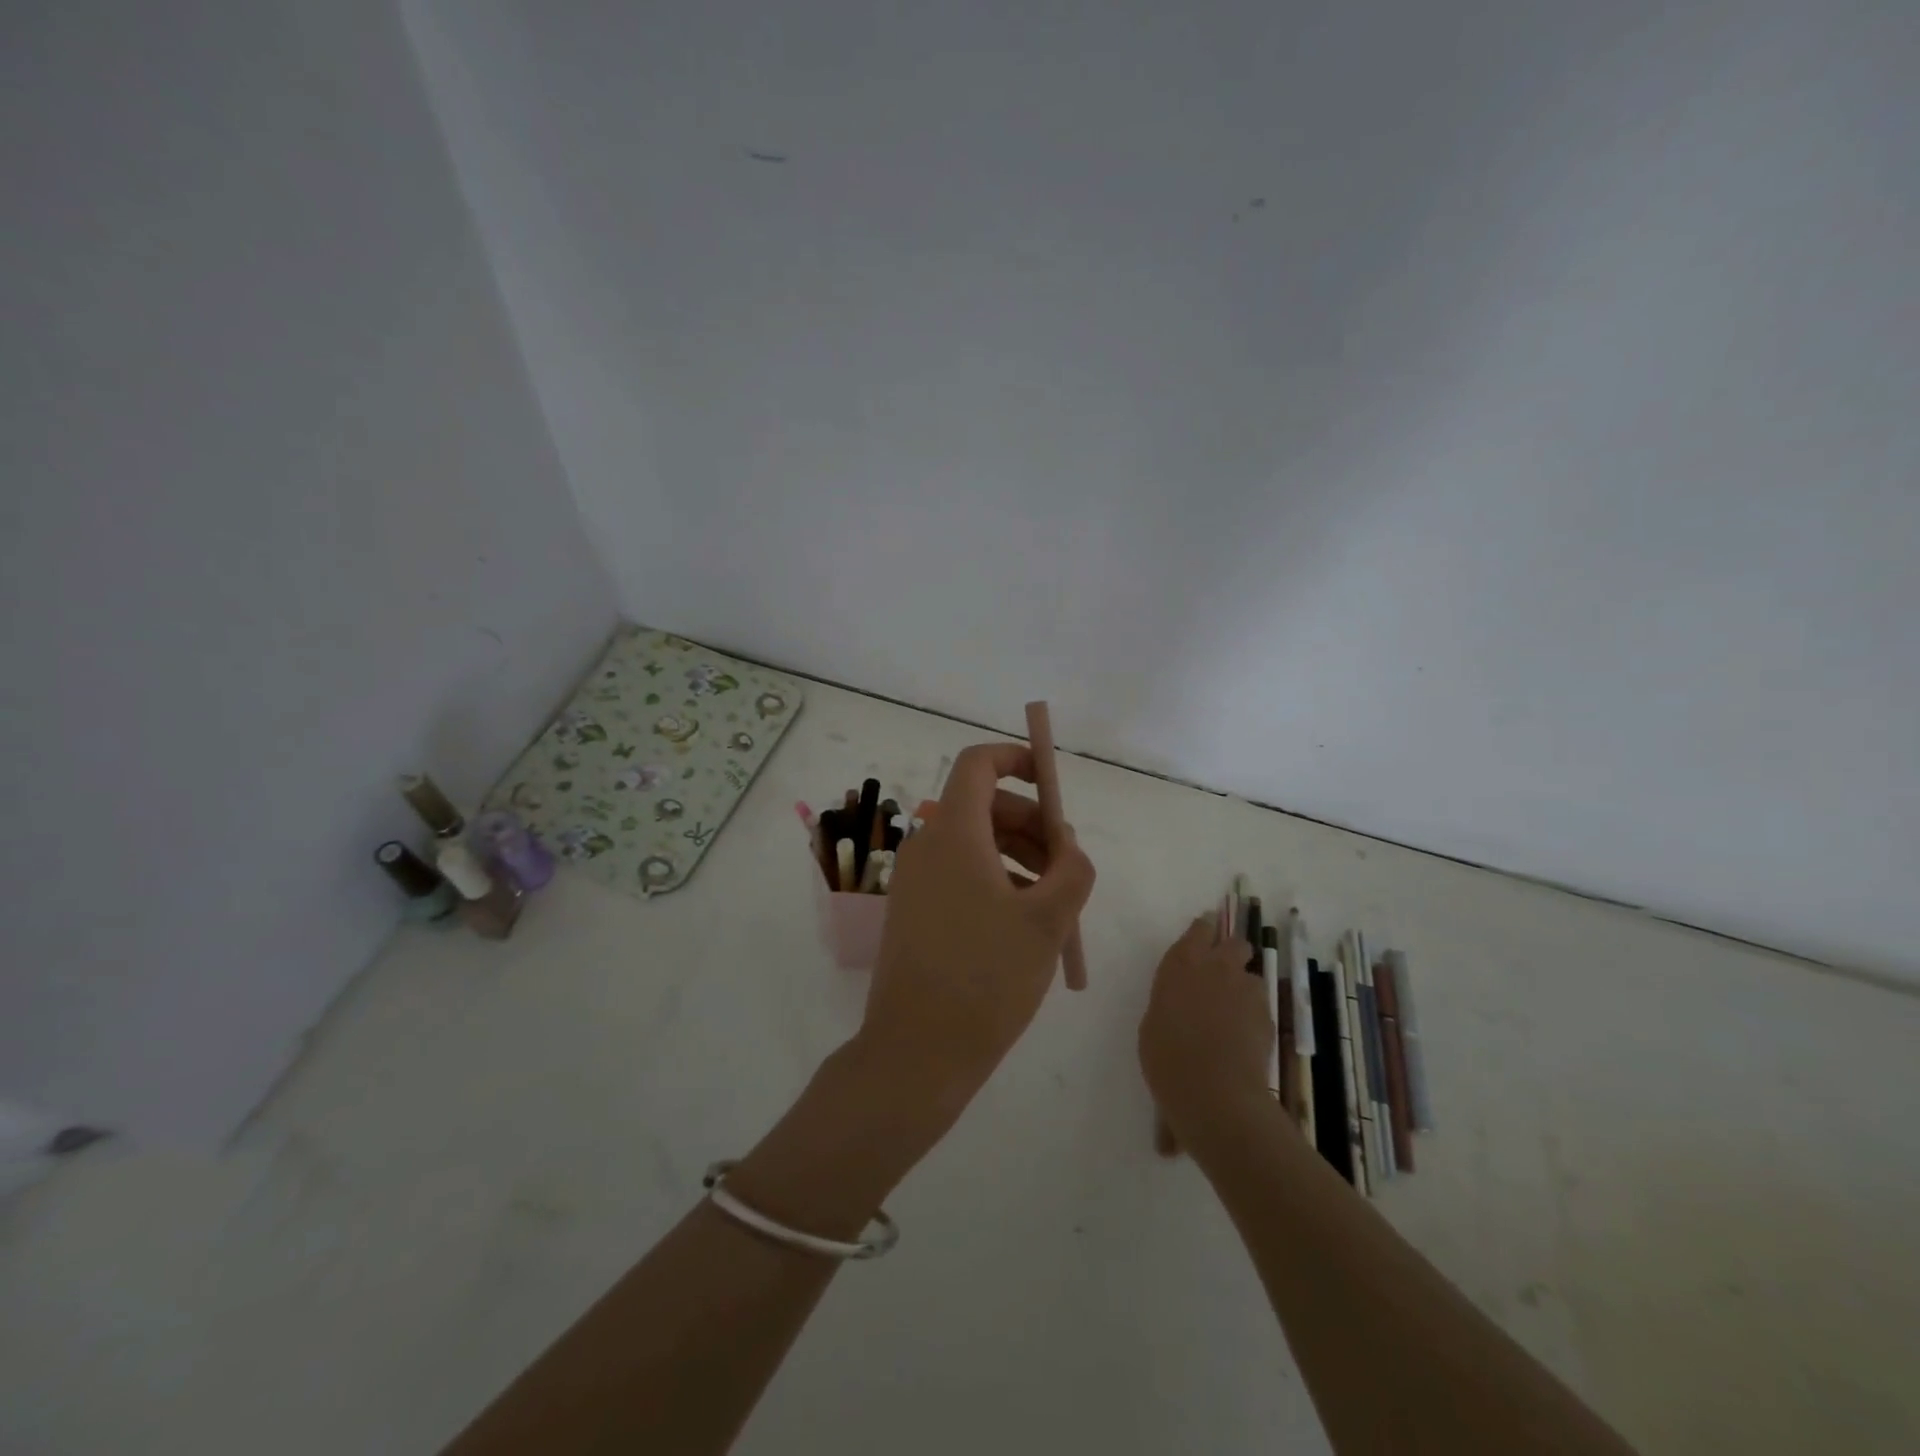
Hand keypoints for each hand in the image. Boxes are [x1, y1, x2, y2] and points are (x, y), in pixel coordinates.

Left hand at [852, 742, 1096, 1127]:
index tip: (1053, 785)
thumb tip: (1067, 845)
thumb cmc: (987, 978)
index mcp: (952, 833)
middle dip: (1031, 823)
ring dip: (1019, 856)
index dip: (1017, 759)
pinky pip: (959, 874)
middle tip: (1067, 865)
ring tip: (1055, 902)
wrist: (916, 1052)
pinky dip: (995, 881)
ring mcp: (914, 880)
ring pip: (974, 844)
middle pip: (982, 805)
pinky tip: (1024, 925)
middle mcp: (926, 846)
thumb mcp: (1048, 920)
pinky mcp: (913, 911)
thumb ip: (1072, 869)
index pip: (978, 764)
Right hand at [1139, 916, 1269, 1154]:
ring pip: (1252, 976)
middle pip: (1235, 943)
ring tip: (1234, 1013)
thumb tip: (1181, 1005)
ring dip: (1244, 987)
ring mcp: (1246, 991)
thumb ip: (1171, 1002)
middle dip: (1232, 952)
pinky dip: (1253, 1016)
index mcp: (1181, 963)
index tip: (1204, 932)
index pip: (1199, 929)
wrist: (1214, 1091)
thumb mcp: (1154, 1023)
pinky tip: (1244, 1037)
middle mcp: (1217, 967)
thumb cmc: (1167, 1056)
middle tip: (1222, 971)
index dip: (1204, 930)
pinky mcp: (1268, 1016)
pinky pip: (1260, 1006)